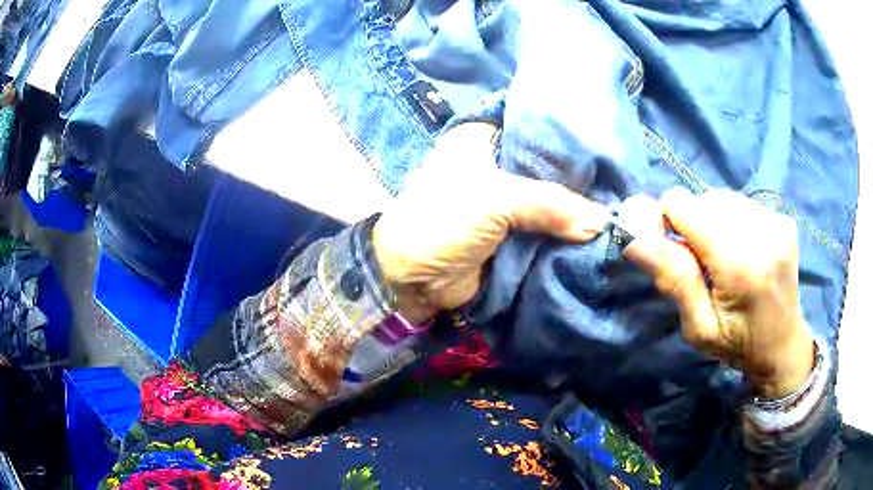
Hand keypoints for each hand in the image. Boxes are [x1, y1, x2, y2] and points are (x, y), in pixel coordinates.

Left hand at [373, 123, 610, 323]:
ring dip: (574, 210)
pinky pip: (544, 229)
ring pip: (548, 201)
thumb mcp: (497, 200)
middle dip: (576, 178)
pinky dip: (565, 233)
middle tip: (618, 182)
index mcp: (481, 140)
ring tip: (617, 207)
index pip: (532, 128)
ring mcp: (504, 202)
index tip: (602, 147)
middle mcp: (494, 165)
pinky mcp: (510, 233)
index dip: (566, 139)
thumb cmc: (442, 221)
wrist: (413, 279)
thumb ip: (553, 204)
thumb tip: (604, 222)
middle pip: (545, 167)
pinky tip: (597, 232)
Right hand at [622, 189, 814, 398]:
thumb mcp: (699, 328)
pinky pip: (741, 204)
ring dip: (711, 221)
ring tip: (720, 256)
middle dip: (691, 223)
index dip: (667, 220)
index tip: (668, 247)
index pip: (685, 205)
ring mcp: (776, 222)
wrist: (783, 346)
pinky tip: (739, 249)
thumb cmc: (738, 345)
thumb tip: (635, 240)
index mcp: (740, 264)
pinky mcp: (783, 219)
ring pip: (722, 198)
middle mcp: (762, 232)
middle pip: (704, 199)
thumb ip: (674, 281)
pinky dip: (731, 221)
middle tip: (698, 261)